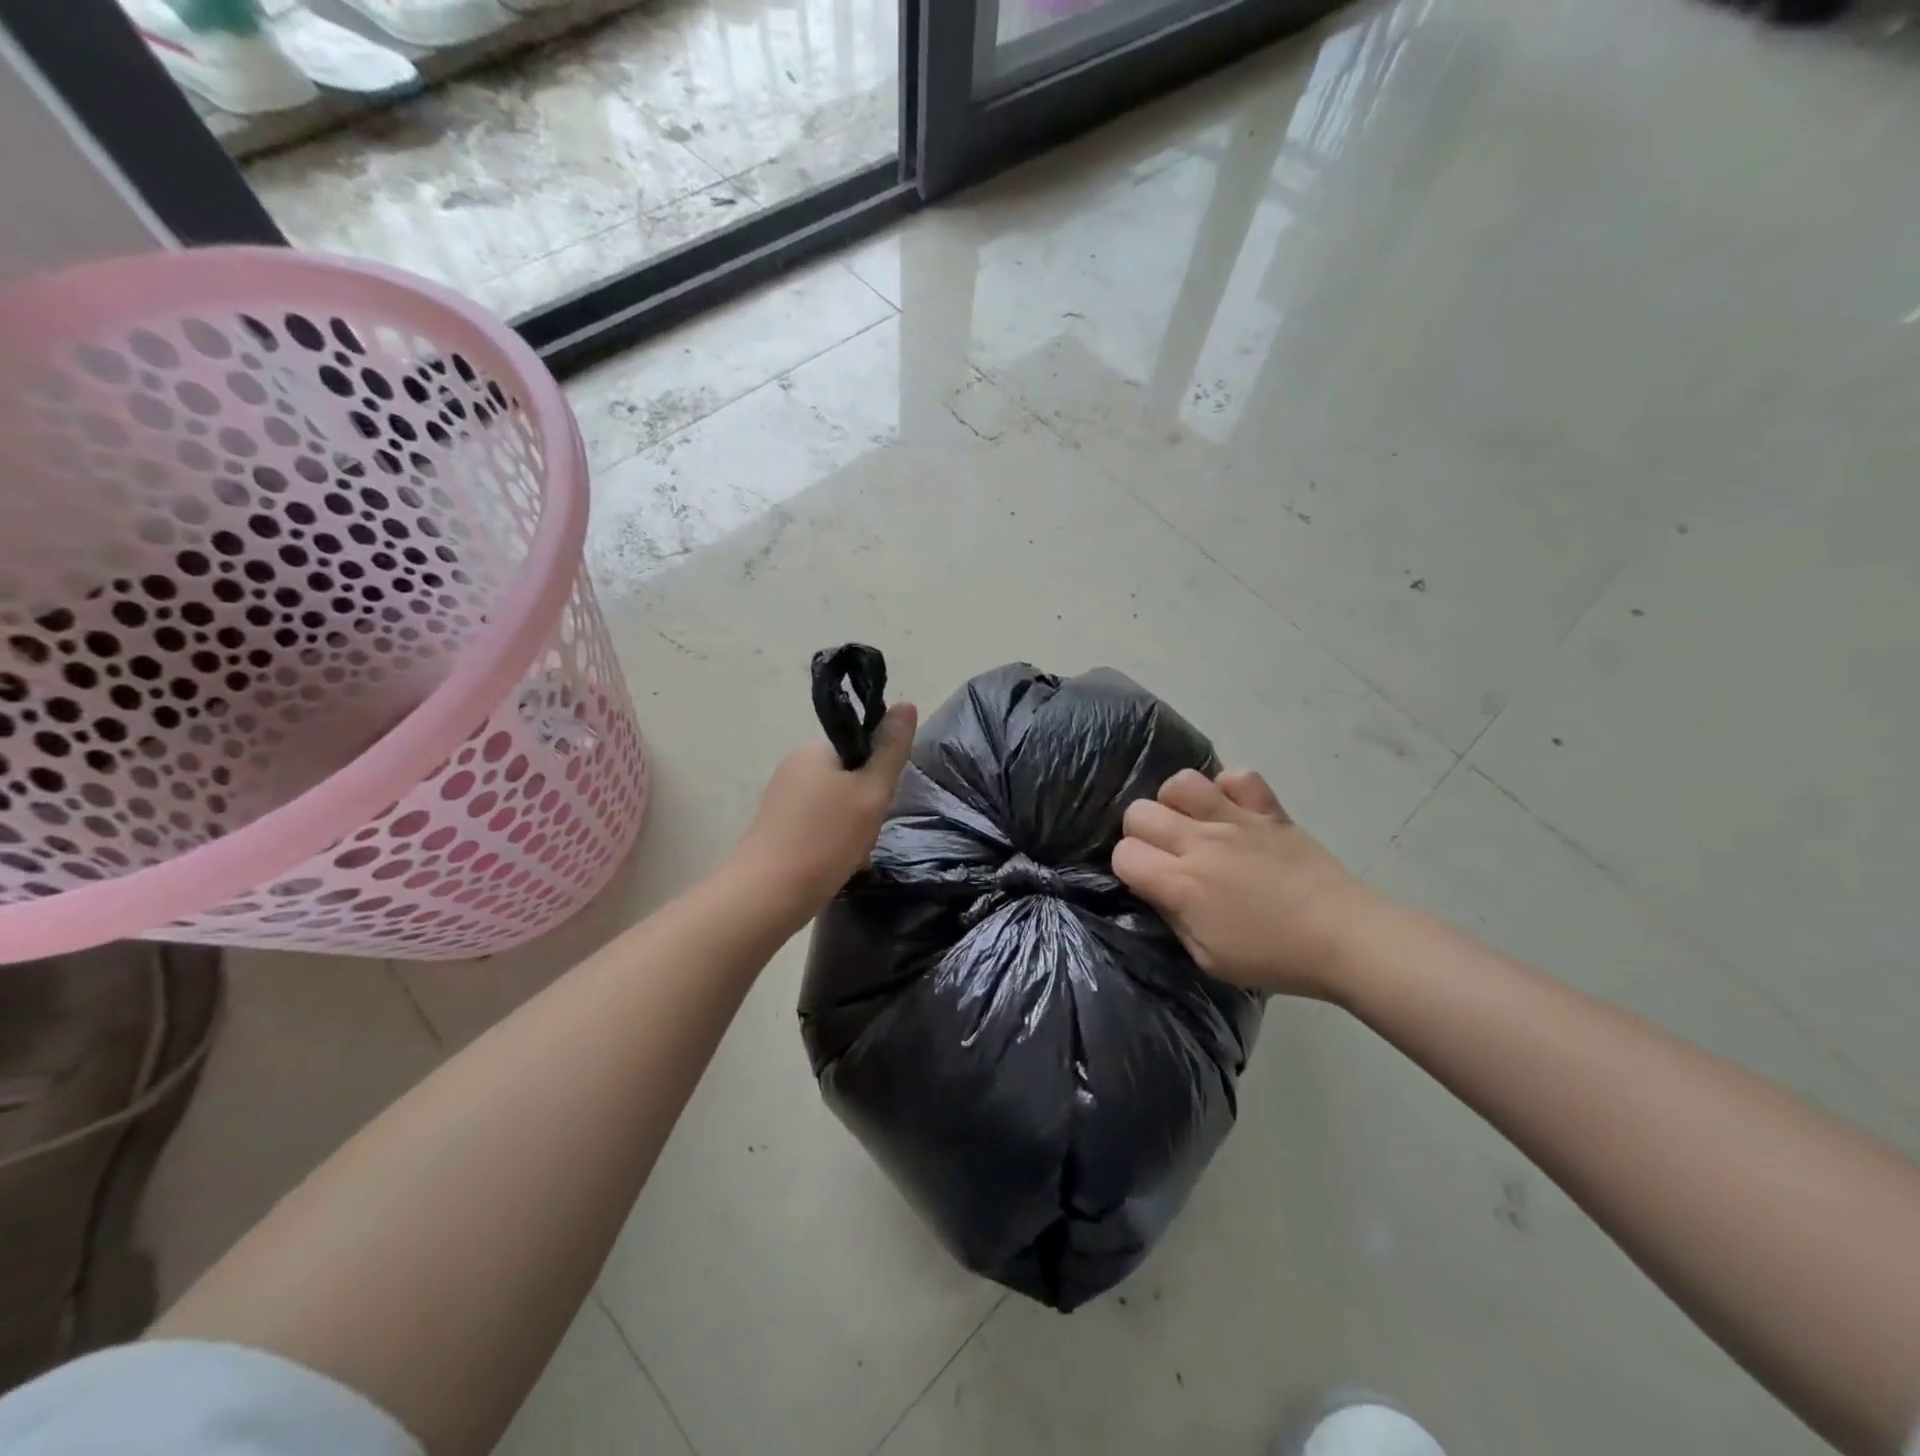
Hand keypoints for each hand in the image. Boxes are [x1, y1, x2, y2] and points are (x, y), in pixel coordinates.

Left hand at [726, 704, 917, 923]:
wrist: (768, 895)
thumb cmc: (825, 838)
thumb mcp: (871, 792)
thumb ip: (890, 750)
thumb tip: (907, 703)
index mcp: (814, 751)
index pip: (860, 748)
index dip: (878, 774)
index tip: (880, 801)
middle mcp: (794, 767)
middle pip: (850, 779)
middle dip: (866, 807)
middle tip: (867, 832)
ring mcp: (783, 799)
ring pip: (837, 807)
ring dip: (853, 829)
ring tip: (853, 854)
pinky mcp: (777, 829)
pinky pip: (819, 827)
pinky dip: (834, 843)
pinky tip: (838, 866)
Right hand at [1112, 768, 1374, 997]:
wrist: (1344, 938)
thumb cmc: (1273, 957)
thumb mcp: (1208, 959)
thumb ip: (1173, 919)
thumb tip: (1156, 890)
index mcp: (1181, 884)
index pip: (1124, 854)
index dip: (1128, 867)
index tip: (1145, 881)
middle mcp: (1200, 843)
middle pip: (1139, 812)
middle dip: (1141, 832)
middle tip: (1164, 854)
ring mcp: (1235, 820)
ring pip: (1181, 782)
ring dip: (1176, 802)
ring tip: (1192, 824)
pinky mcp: (1268, 810)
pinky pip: (1237, 777)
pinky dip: (1228, 789)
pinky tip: (1232, 812)